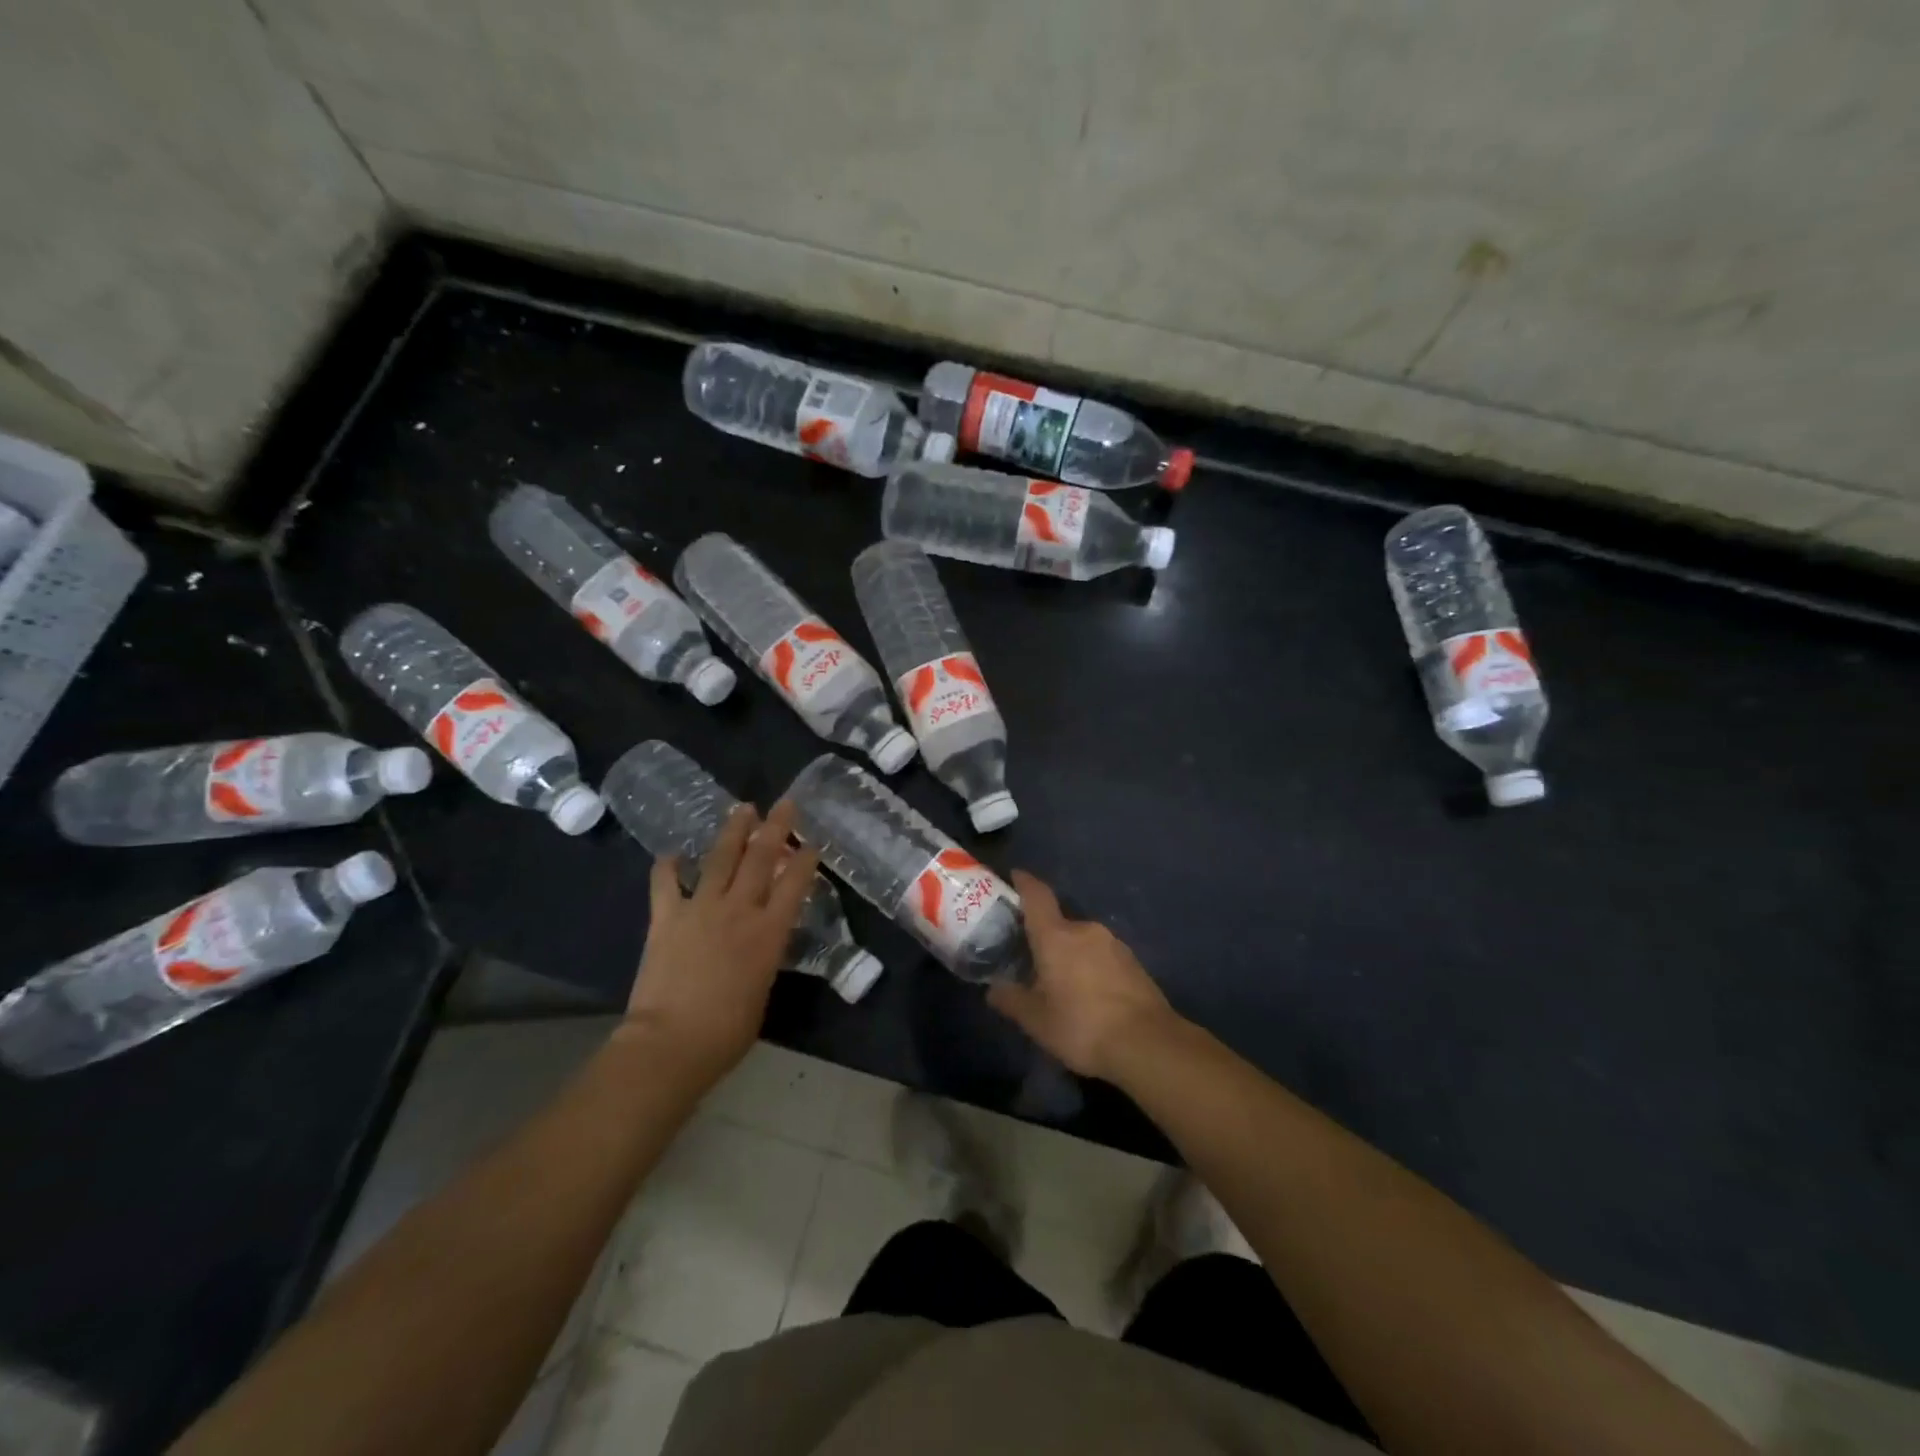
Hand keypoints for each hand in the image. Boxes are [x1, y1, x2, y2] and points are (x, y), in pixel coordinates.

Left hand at [622, 799, 819, 1085]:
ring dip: (733, 831)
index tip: (811, 841)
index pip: (794, 883)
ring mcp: (700, 908)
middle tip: (785, 804)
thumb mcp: (763, 988)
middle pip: (761, 858)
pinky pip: (666, 883)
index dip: (805, 859)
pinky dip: (669, 866)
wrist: (671, 1042)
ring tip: (743, 808)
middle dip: (776, 828)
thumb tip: (762, 938)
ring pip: (721, 859)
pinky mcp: (666, 917)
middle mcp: (739, 910)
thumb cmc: (727, 1030)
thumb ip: (765, 955)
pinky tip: (672, 853)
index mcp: (769, 932)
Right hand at [987, 870, 1177, 1080]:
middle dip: (1044, 938)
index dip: (1024, 882)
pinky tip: (1089, 996)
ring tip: (1061, 984)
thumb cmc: (1082, 1026)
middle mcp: (1085, 930)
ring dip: (1069, 955)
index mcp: (1056, 936)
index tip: (1014, 876)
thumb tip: (992, 989)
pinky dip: (1090, 968)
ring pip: (1082, 942)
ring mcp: (1114, 944)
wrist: (1148, 1044)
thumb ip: (1011, 1000)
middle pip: (1058, 923)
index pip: (1037, 896)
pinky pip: (1102, 956)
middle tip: (1032, 960)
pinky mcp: (1133, 962)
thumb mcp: (1036, 1021)